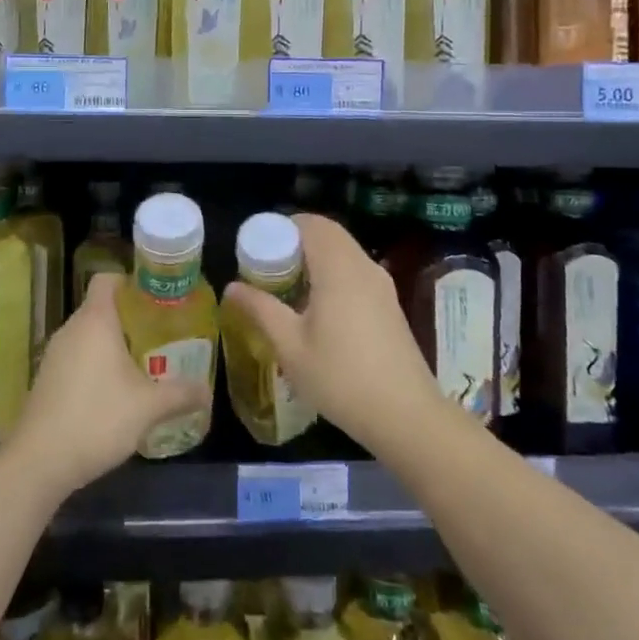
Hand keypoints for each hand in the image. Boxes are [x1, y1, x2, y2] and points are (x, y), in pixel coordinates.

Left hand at [9, 273, 209, 498]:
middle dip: (131, 318)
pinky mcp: (47, 378)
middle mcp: (71, 329)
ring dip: (113, 344)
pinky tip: (115, 391)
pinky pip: (77, 356)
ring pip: (89, 334)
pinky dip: (96, 364)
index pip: (108, 279)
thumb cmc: (97, 419)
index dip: (132, 283)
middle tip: (161, 335)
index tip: (157, 300)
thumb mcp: (148, 407)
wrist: (40, 461)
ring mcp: (55, 354)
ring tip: (144, 364)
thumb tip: (207, 391)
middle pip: (101, 307)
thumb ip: (181, 394)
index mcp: (95, 321)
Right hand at [223, 214, 440, 454]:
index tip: (259, 248)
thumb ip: (260, 309)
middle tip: (268, 268)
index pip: (311, 223)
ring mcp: (382, 285)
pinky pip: (356, 271)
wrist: (406, 416)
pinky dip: (333, 274)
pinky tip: (317, 309)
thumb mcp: (290, 346)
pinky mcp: (390, 305)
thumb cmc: (341, 378)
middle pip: (329, 234)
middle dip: (296, 242)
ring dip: (316, 259)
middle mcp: (364, 267)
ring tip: (288, 289)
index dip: (283, 227)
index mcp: (338, 269)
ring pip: (344, 252)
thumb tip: (233, 286)